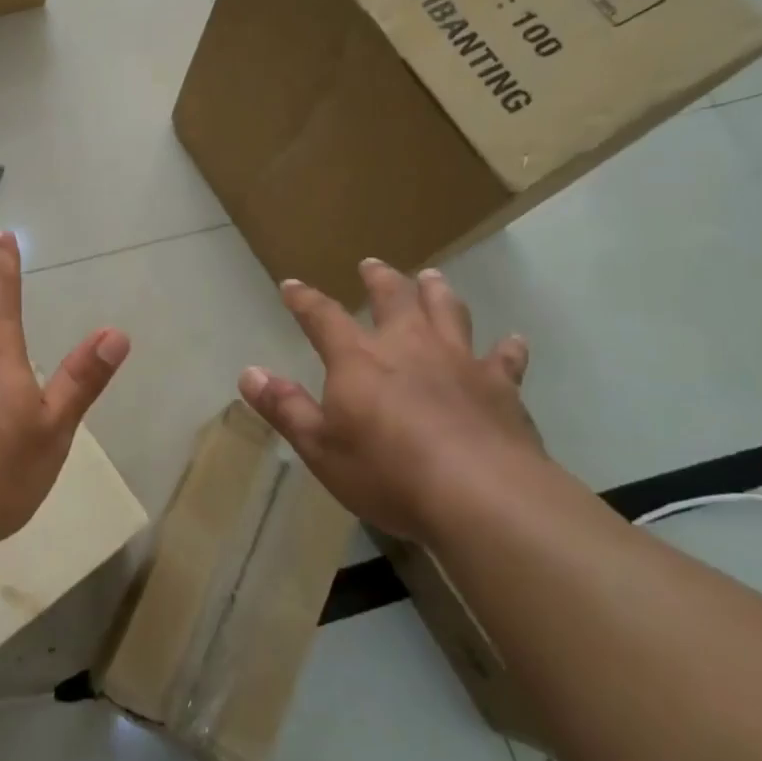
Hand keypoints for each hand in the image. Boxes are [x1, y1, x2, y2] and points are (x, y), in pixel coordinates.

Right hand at [238, 262, 544, 540]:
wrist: (481, 495)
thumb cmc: (387, 472)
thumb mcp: (320, 447)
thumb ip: (285, 407)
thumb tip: (249, 372)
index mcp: (359, 360)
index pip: (323, 318)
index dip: (305, 300)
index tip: (292, 285)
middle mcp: (409, 347)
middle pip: (394, 299)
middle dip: (380, 280)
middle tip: (372, 265)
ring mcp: (460, 362)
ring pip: (448, 312)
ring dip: (438, 293)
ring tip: (432, 278)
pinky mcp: (501, 387)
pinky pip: (505, 358)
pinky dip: (507, 348)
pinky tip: (513, 340)